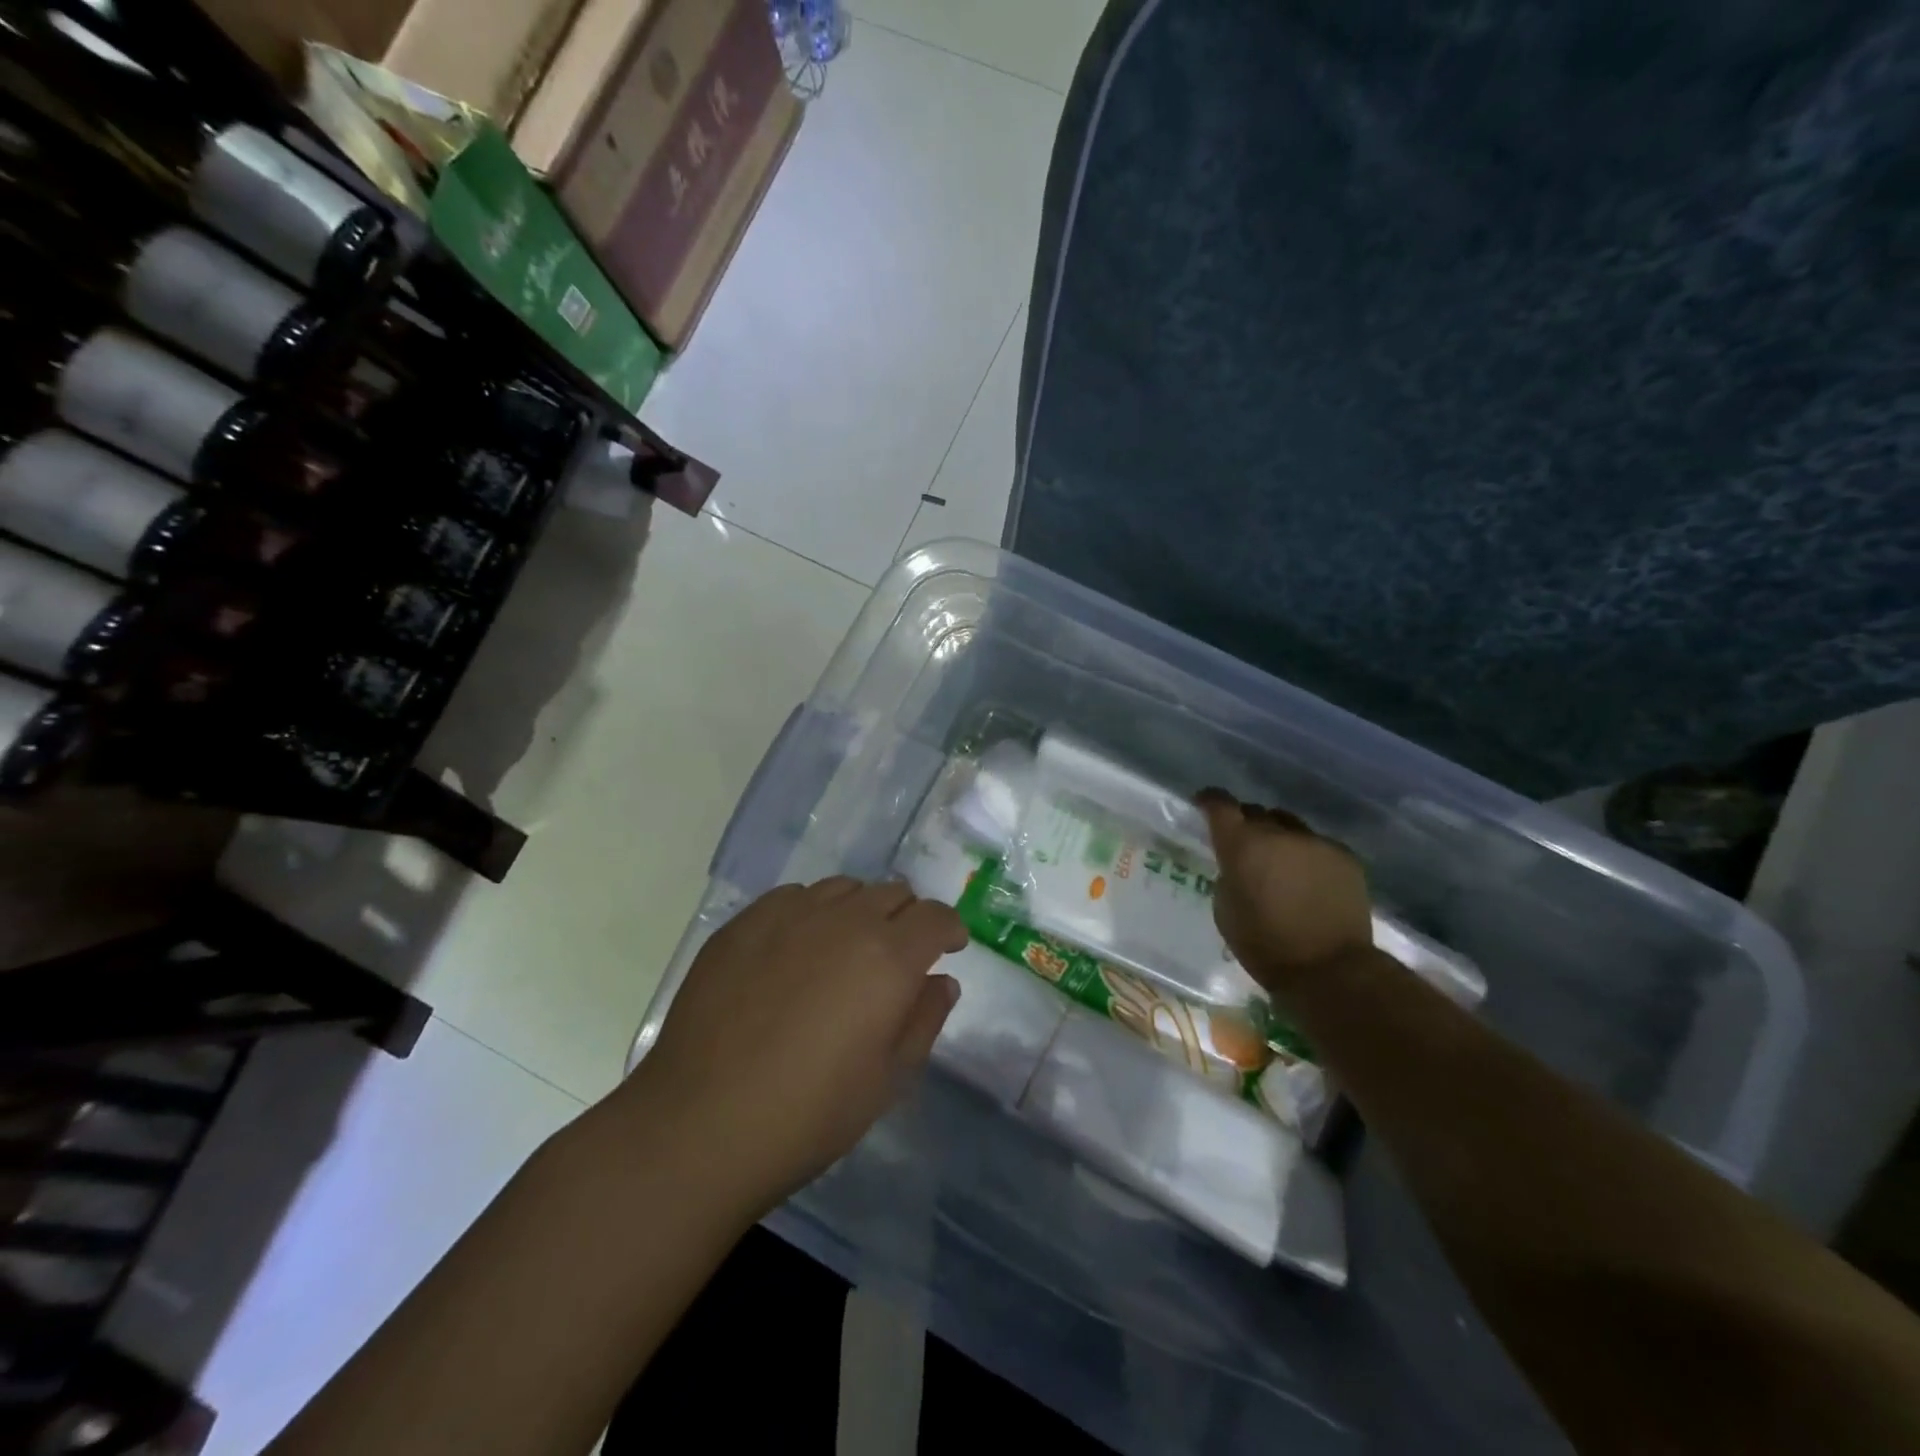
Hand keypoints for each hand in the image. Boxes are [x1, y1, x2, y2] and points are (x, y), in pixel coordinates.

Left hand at [618, 878, 965, 1217]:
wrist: (700, 1124)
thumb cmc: (809, 1114)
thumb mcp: (888, 1080)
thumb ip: (924, 1020)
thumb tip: (941, 981)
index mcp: (888, 957)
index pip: (935, 916)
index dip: (948, 929)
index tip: (947, 947)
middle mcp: (843, 920)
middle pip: (892, 892)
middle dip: (907, 918)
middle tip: (897, 956)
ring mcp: (788, 915)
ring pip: (843, 888)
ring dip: (859, 910)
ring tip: (845, 950)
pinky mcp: (744, 923)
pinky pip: (793, 897)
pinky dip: (811, 913)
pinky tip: (795, 950)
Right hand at [1197, 791, 1375, 991]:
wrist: (1330, 969)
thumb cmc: (1265, 945)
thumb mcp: (1225, 910)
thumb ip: (1227, 875)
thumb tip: (1237, 865)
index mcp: (1242, 845)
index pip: (1220, 804)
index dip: (1210, 800)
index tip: (1204, 805)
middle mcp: (1278, 833)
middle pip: (1256, 812)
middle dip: (1246, 825)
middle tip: (1245, 847)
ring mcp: (1316, 842)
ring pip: (1289, 827)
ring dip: (1279, 839)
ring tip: (1281, 864)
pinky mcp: (1345, 856)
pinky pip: (1318, 845)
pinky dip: (1307, 856)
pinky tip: (1309, 881)